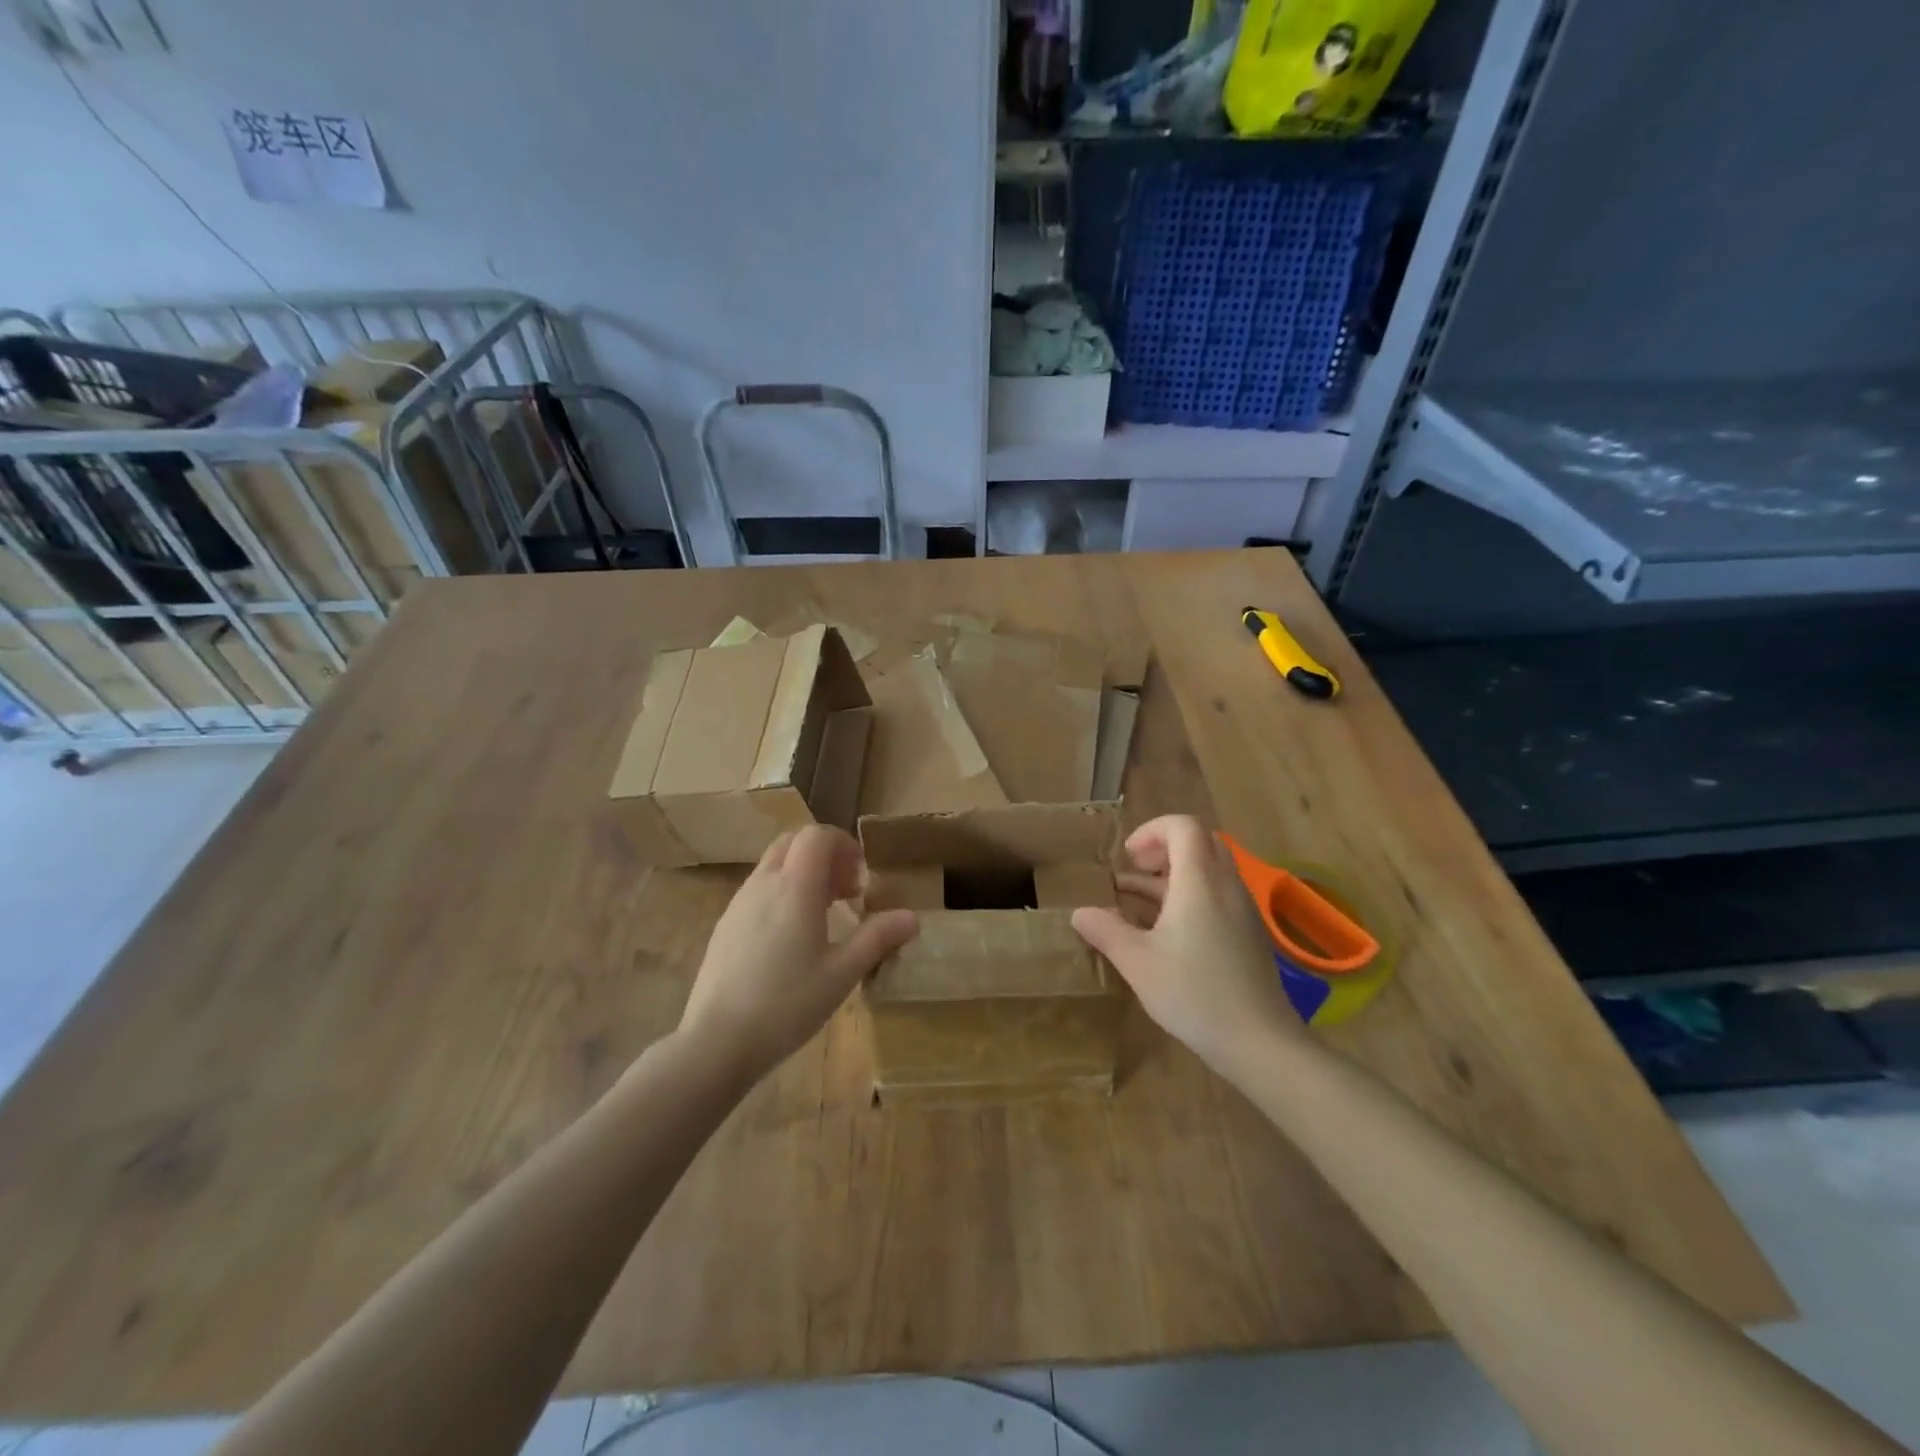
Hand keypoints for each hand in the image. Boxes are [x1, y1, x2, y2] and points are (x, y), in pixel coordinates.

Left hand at [679, 826, 917, 1085]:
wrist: (717, 1042)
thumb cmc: (787, 1004)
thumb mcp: (842, 974)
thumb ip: (877, 938)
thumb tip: (912, 917)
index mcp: (795, 887)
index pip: (817, 835)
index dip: (844, 845)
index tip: (861, 879)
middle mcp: (764, 883)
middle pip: (794, 841)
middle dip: (825, 855)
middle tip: (846, 892)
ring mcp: (739, 902)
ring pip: (774, 864)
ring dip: (804, 873)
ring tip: (824, 915)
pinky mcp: (725, 924)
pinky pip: (759, 888)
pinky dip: (782, 892)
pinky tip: (791, 938)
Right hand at [1072, 815, 1303, 1076]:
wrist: (1259, 1042)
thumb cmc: (1194, 993)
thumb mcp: (1137, 963)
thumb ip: (1106, 931)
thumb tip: (1079, 913)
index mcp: (1199, 881)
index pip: (1183, 826)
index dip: (1152, 830)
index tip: (1128, 857)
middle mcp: (1226, 885)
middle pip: (1199, 843)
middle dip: (1163, 849)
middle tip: (1135, 871)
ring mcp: (1242, 910)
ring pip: (1208, 870)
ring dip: (1172, 876)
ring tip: (1136, 903)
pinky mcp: (1248, 933)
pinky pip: (1217, 895)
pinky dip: (1189, 897)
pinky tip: (1164, 932)